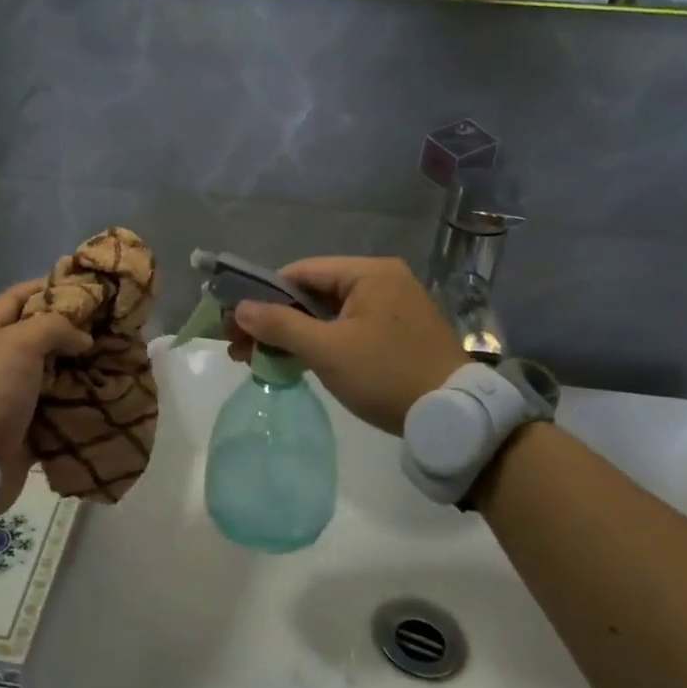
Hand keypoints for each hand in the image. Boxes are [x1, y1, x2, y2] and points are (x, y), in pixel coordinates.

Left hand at [0, 282, 91, 513]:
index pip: (17, 296)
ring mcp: (10, 394)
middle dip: (72, 328)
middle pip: (37, 334)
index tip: (87, 288)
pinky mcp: (25, 425)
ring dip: (79, 365)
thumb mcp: (18, 344)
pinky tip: (104, 391)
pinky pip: (57, 404)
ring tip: (113, 356)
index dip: (49, 287)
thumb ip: (54, 327)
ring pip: (51, 370)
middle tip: (108, 324)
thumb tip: (82, 338)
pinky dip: (77, 398)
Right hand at [229, 257, 465, 435]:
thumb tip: (239, 309)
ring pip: (328, 313)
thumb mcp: (327, 350)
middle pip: (314, 293)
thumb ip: (280, 325)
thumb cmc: (385, 375)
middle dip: (275, 319)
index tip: (236, 323)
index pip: (301, 272)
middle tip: (242, 347)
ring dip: (294, 334)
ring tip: (259, 358)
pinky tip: (295, 361)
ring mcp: (392, 306)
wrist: (450, 415)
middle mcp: (382, 280)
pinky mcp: (396, 332)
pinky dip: (320, 342)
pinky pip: (347, 328)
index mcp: (369, 272)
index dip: (263, 295)